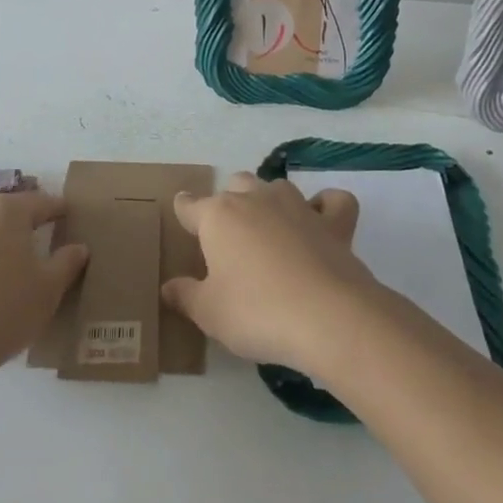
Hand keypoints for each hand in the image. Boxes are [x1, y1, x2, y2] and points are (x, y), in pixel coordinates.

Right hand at [161, 172, 383, 373]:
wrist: (328, 318)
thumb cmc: (256, 312)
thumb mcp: (209, 313)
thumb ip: (186, 296)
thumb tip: (168, 287)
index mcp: (218, 216)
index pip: (190, 206)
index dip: (184, 210)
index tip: (182, 212)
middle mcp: (256, 200)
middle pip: (235, 185)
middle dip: (229, 201)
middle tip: (228, 235)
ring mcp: (298, 206)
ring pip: (277, 186)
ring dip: (269, 200)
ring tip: (268, 228)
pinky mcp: (334, 223)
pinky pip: (331, 201)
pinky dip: (325, 206)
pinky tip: (320, 221)